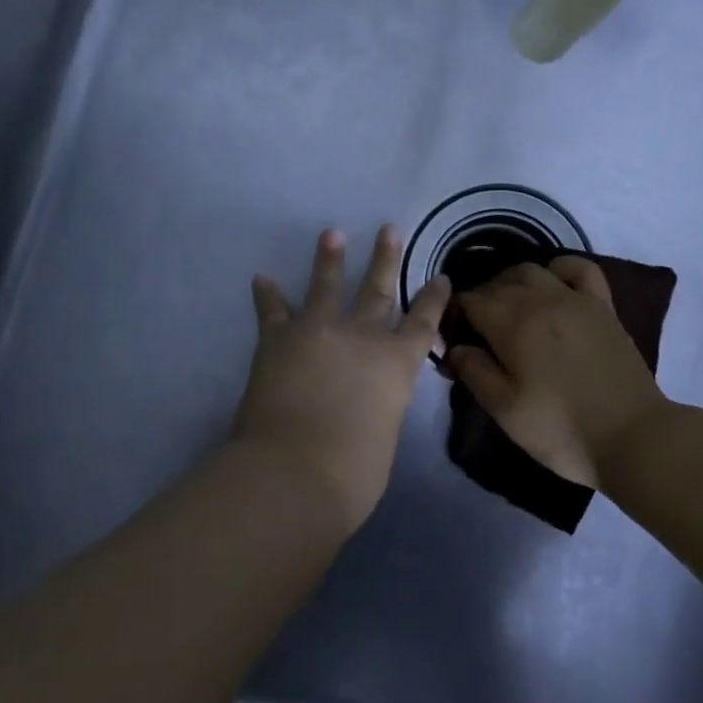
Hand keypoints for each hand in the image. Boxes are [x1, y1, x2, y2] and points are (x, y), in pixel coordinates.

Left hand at [232, 227, 450, 530]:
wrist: (295, 471)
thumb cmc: (353, 473)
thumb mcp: (384, 438)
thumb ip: (379, 412)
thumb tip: (365, 408)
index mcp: (396, 365)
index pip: (422, 324)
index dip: (434, 299)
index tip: (441, 276)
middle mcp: (362, 338)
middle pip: (377, 290)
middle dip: (385, 259)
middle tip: (388, 229)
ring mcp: (318, 332)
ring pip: (326, 286)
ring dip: (329, 259)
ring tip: (331, 233)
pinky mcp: (278, 340)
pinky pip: (272, 311)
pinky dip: (267, 295)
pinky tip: (261, 279)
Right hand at [445, 258, 667, 490]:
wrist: (632, 437)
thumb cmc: (561, 429)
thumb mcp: (505, 411)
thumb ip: (474, 372)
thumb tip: (455, 347)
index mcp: (512, 324)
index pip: (470, 300)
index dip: (455, 314)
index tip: (454, 336)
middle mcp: (541, 300)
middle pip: (498, 283)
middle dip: (480, 299)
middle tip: (478, 329)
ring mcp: (576, 299)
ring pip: (532, 270)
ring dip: (511, 282)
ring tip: (509, 308)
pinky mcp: (603, 306)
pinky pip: (579, 268)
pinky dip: (559, 269)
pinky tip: (553, 285)